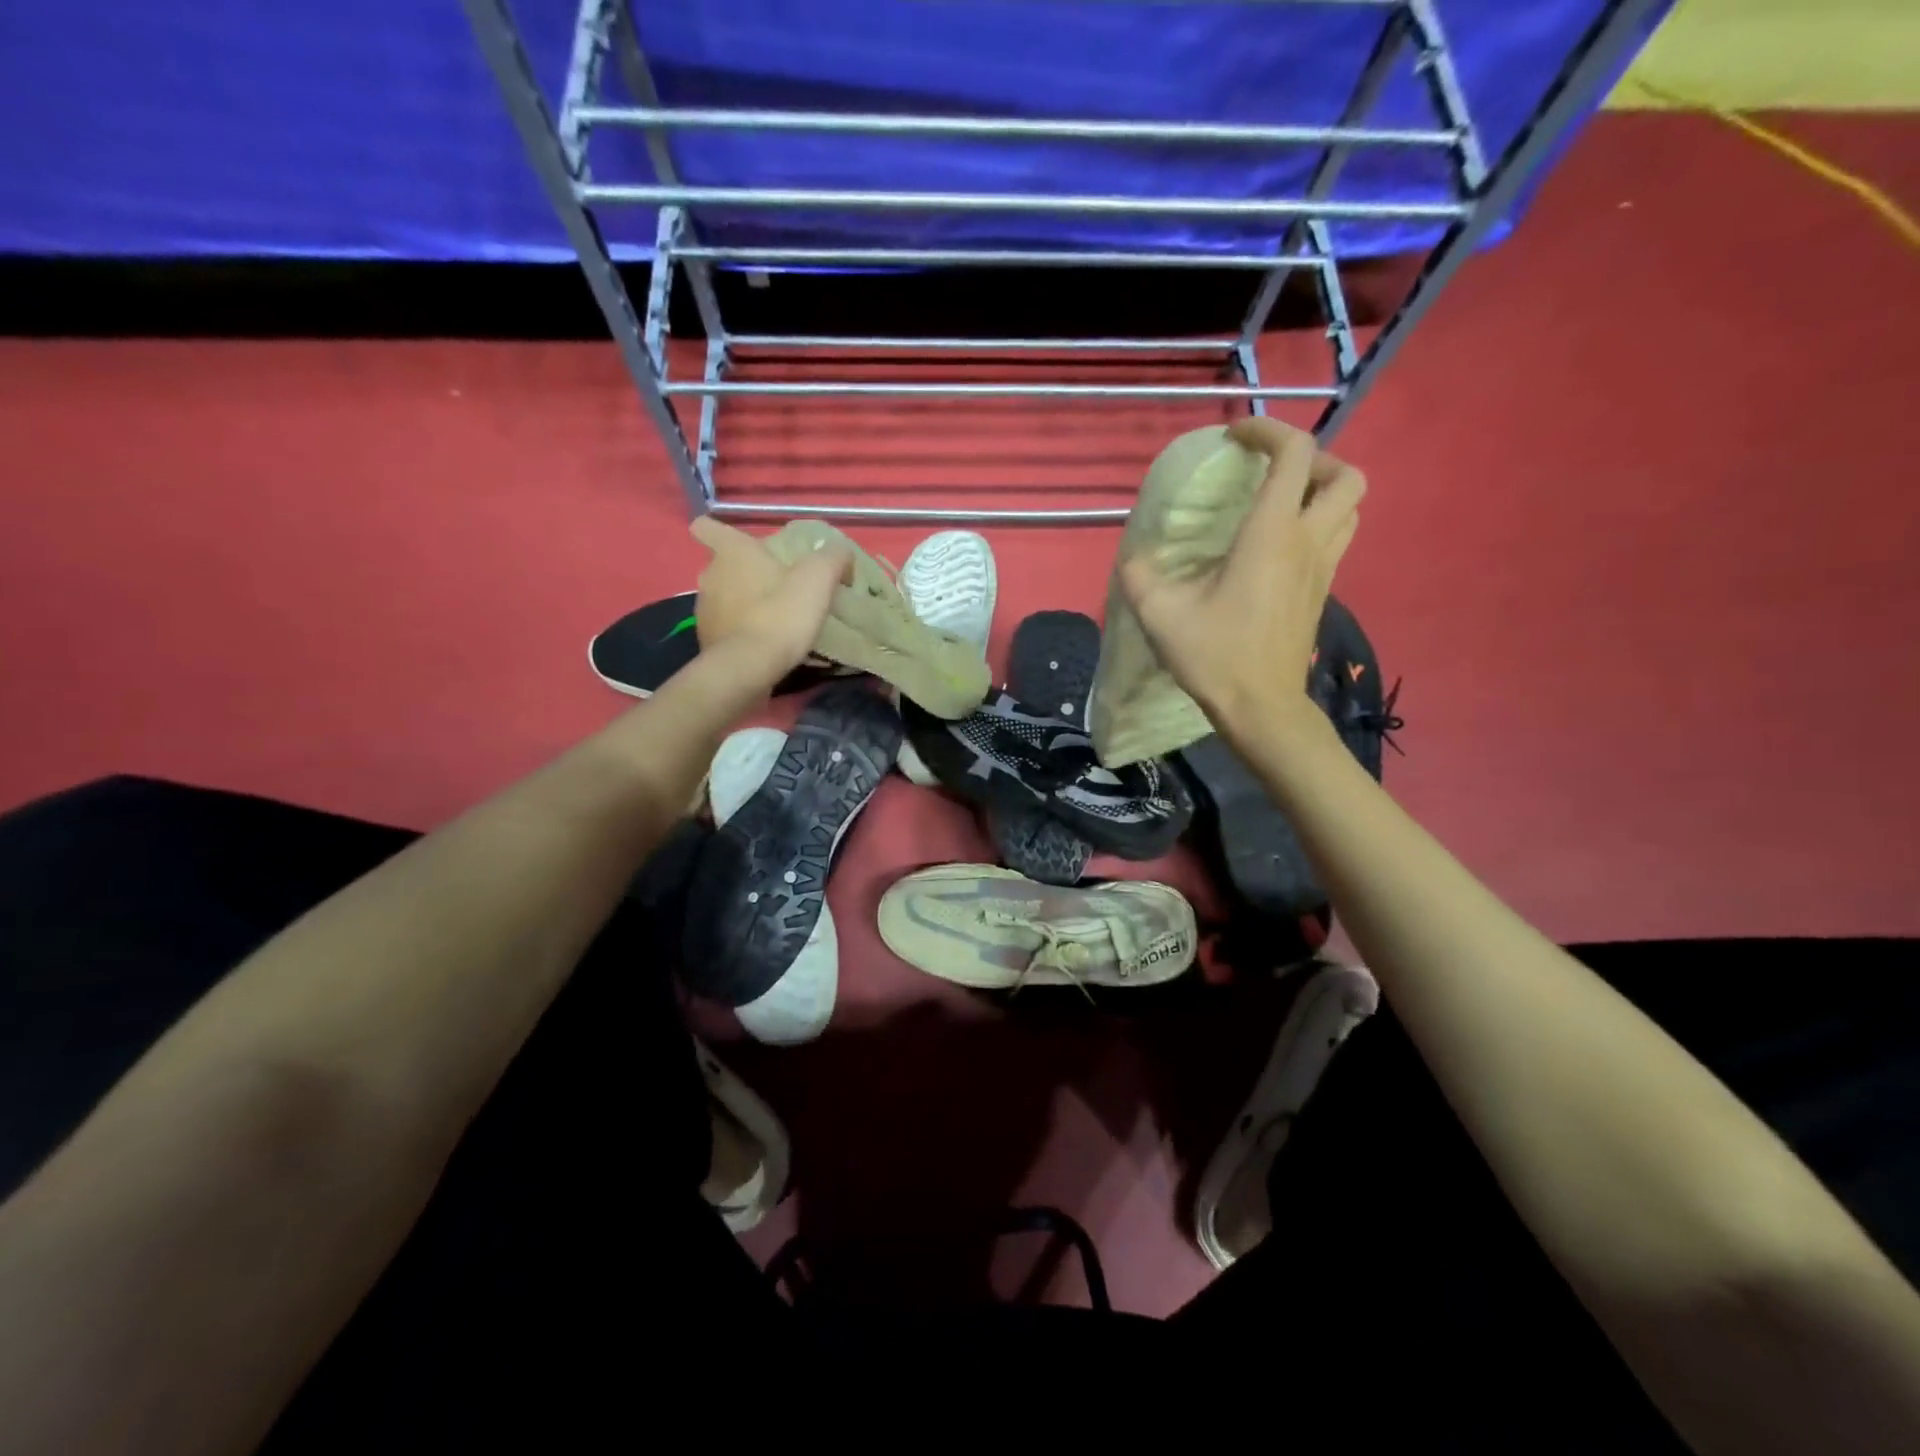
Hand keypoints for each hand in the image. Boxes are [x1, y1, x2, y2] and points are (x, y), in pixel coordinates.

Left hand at [690, 517, 850, 685]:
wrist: (748, 668)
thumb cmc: (781, 614)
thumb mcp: (819, 578)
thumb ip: (832, 558)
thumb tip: (840, 554)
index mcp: (732, 552)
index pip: (708, 527)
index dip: (718, 530)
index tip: (739, 544)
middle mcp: (710, 575)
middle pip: (723, 566)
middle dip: (745, 573)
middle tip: (776, 587)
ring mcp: (704, 610)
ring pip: (722, 597)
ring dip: (743, 604)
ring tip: (772, 619)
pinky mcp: (706, 641)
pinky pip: (725, 627)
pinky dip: (740, 631)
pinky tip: (763, 644)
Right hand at [1118, 416, 1364, 736]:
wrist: (1261, 708)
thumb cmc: (1215, 656)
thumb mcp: (1160, 614)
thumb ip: (1140, 575)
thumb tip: (1135, 557)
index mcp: (1272, 535)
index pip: (1294, 454)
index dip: (1268, 430)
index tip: (1235, 438)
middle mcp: (1308, 542)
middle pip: (1344, 475)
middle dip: (1312, 459)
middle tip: (1271, 473)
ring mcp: (1323, 568)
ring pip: (1349, 507)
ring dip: (1321, 491)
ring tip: (1280, 502)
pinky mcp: (1323, 592)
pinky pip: (1337, 538)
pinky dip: (1317, 523)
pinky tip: (1277, 546)